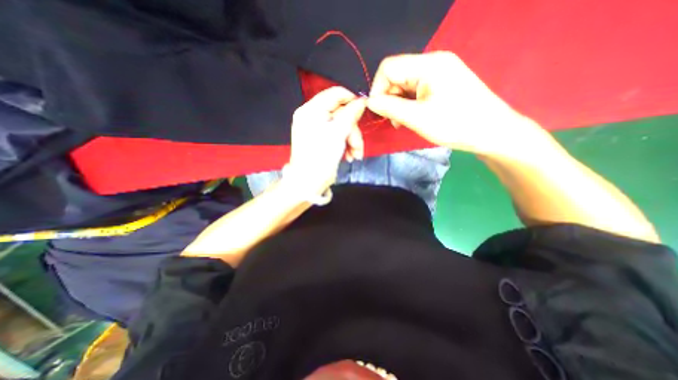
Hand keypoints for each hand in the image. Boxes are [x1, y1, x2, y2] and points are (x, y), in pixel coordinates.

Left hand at [288, 86, 368, 192]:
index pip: (335, 93)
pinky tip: (350, 156)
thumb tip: (362, 100)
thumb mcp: (338, 134)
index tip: (364, 112)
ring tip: (355, 155)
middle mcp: (312, 116)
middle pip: (341, 113)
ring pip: (342, 126)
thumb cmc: (321, 157)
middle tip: (357, 146)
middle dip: (352, 130)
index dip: (352, 100)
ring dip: (352, 140)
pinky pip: (337, 135)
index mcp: (311, 110)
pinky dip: (346, 144)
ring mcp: (316, 128)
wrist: (309, 182)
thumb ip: (351, 114)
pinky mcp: (321, 139)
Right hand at [368, 51, 547, 158]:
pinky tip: (411, 117)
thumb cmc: (455, 125)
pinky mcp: (442, 83)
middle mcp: (433, 62)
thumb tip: (369, 102)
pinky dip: (408, 104)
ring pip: (405, 84)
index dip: (378, 89)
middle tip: (393, 120)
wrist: (492, 132)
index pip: (388, 67)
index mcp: (428, 65)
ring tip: (402, 122)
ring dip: (398, 103)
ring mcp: (439, 72)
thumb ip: (390, 108)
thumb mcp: (418, 118)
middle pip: (397, 75)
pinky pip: (415, 90)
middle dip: (389, 98)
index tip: (378, 111)